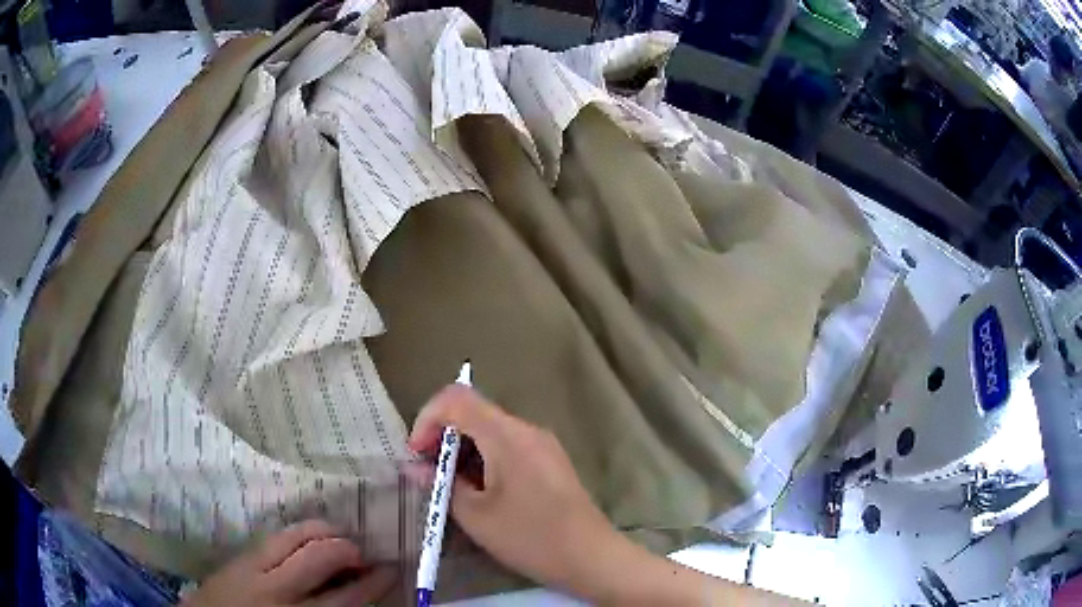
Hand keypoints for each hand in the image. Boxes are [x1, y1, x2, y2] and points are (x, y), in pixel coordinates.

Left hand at [181, 520, 395, 606]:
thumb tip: (355, 597)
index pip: (347, 599)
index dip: (374, 583)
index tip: (391, 570)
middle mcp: (280, 591)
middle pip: (322, 558)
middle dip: (350, 551)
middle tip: (365, 552)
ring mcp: (255, 569)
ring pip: (296, 538)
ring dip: (323, 532)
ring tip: (339, 534)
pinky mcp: (239, 557)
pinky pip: (275, 536)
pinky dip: (298, 532)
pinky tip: (307, 535)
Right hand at [408, 385, 619, 595]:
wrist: (591, 557)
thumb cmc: (530, 537)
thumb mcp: (476, 516)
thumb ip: (441, 485)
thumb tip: (413, 467)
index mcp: (506, 435)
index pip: (456, 398)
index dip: (427, 419)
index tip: (417, 455)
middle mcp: (526, 429)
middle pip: (474, 412)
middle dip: (443, 438)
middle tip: (429, 474)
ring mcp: (542, 444)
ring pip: (490, 431)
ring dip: (464, 451)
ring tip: (452, 488)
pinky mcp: (550, 460)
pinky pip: (509, 446)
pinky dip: (485, 459)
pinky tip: (481, 492)